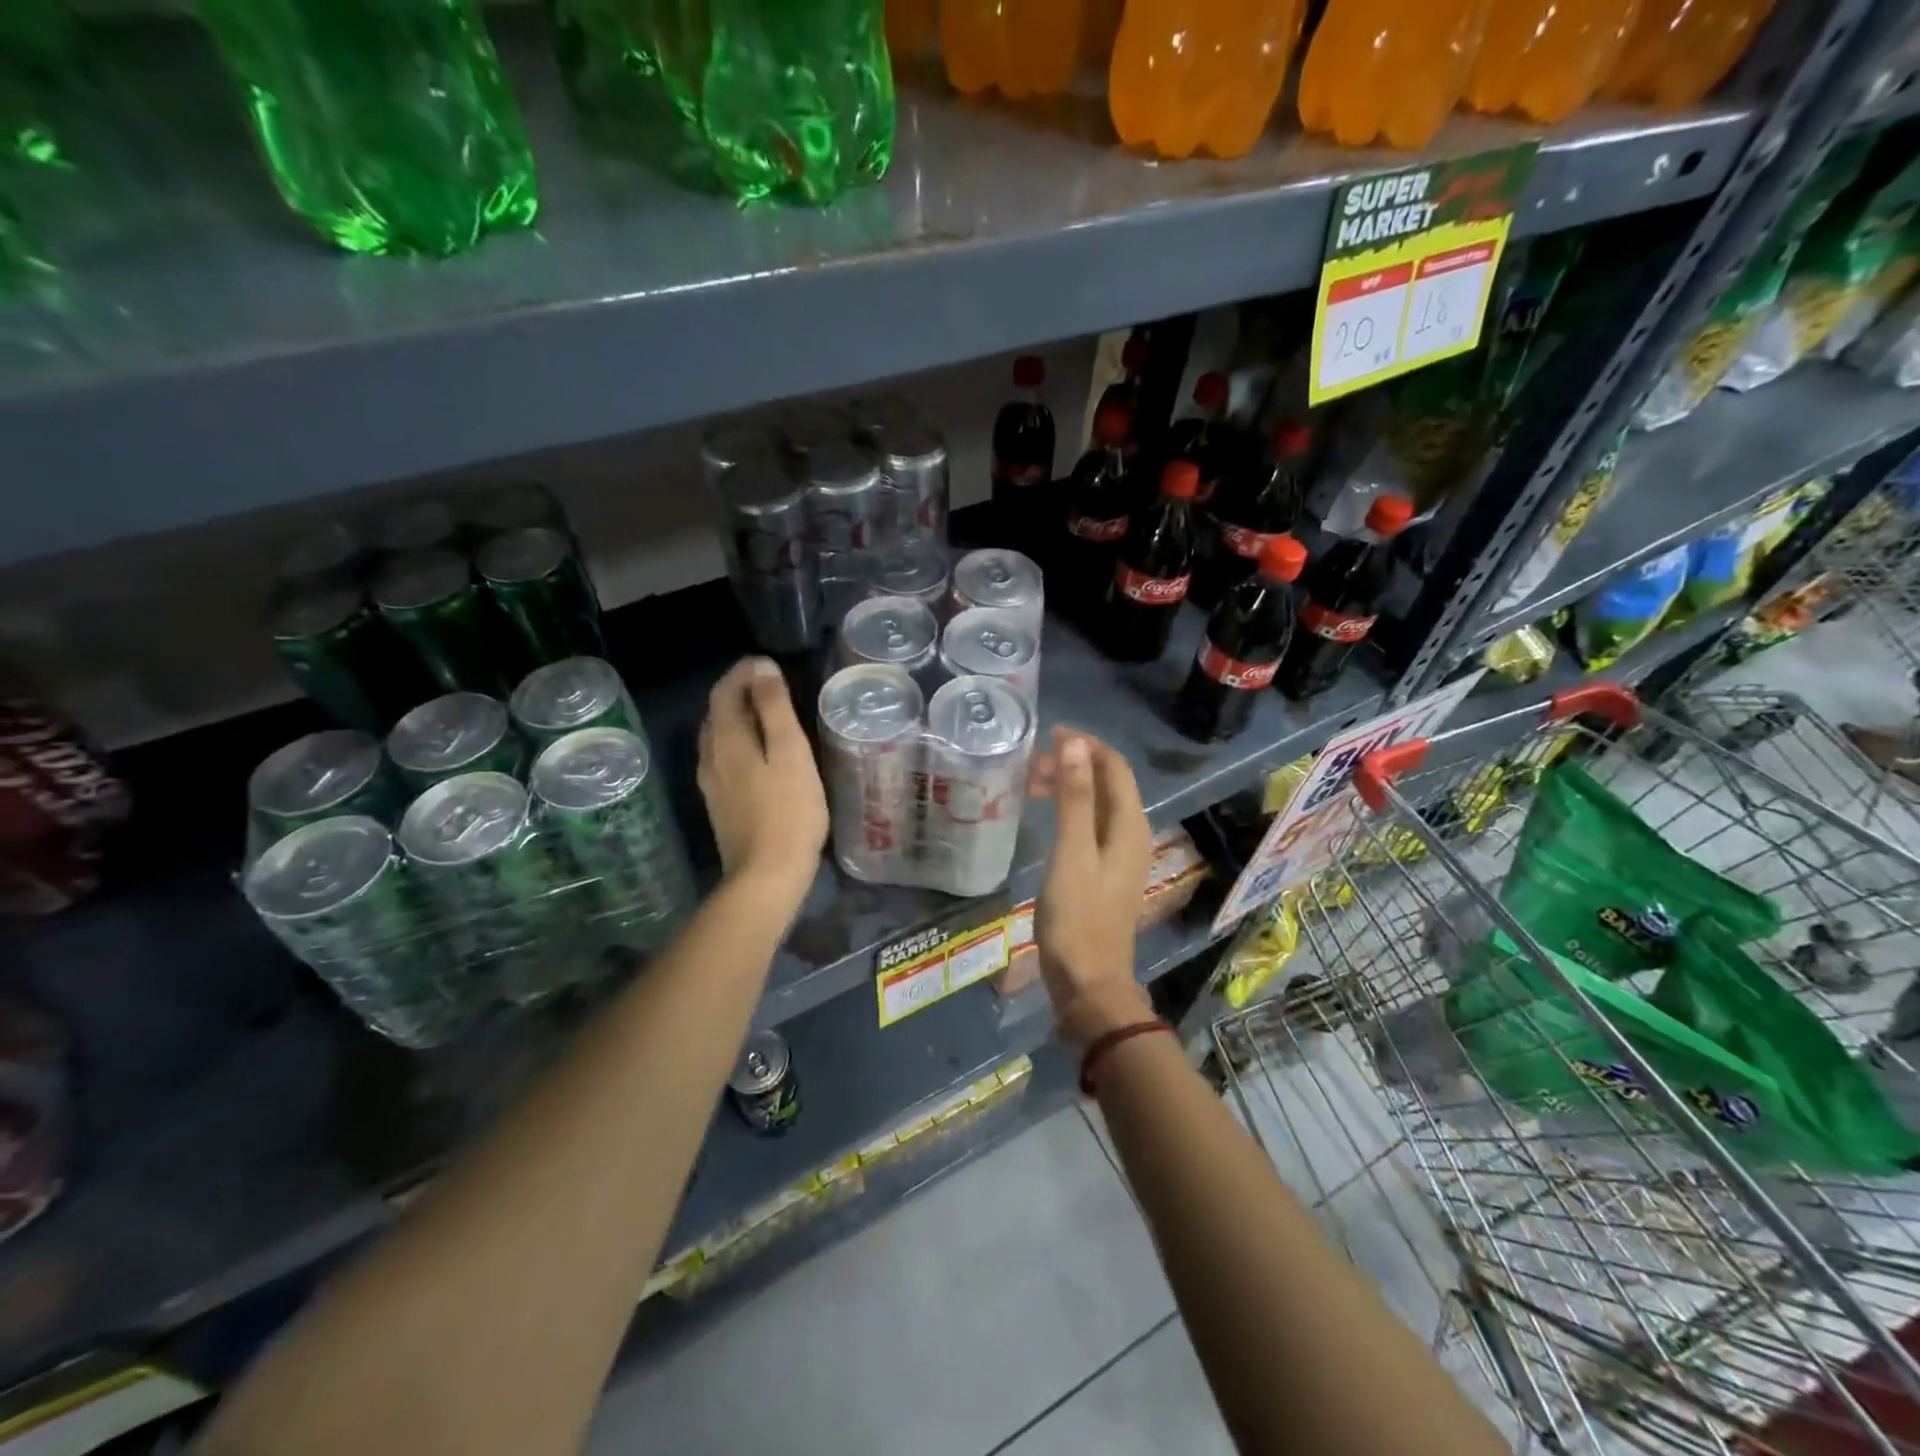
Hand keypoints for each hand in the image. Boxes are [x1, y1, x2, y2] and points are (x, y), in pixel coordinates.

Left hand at [697, 658, 827, 910]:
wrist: (767, 876)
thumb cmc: (789, 811)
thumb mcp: (790, 753)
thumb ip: (775, 708)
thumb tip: (761, 667)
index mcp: (726, 741)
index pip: (724, 693)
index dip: (741, 673)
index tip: (766, 664)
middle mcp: (710, 758)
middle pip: (716, 714)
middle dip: (737, 693)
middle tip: (768, 685)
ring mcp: (711, 785)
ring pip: (716, 739)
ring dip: (735, 719)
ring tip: (764, 715)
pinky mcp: (719, 806)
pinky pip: (722, 760)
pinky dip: (736, 743)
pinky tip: (755, 755)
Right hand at [1031, 728, 1154, 1048]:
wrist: (1089, 983)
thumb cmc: (1077, 917)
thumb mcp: (1072, 853)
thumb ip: (1075, 798)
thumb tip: (1076, 744)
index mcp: (1129, 825)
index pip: (1115, 767)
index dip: (1086, 745)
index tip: (1048, 735)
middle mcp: (1131, 834)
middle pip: (1108, 783)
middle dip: (1075, 764)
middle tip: (1032, 764)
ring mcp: (1120, 854)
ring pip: (1098, 804)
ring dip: (1070, 787)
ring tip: (1032, 784)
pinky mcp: (1105, 872)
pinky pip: (1091, 825)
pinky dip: (1070, 811)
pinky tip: (1046, 816)